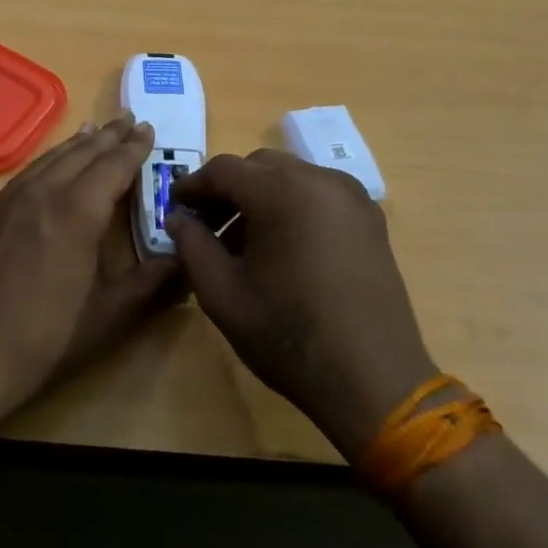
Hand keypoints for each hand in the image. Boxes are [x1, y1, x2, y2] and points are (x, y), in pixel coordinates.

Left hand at [0, 114, 181, 412]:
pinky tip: (54, 160)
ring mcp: (13, 199)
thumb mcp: (110, 314)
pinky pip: (29, 170)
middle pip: (83, 153)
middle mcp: (45, 193)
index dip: (134, 148)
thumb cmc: (47, 337)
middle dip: (109, 135)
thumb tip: (186, 260)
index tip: (148, 129)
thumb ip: (152, 283)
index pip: (113, 166)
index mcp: (78, 212)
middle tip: (129, 118)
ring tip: (97, 128)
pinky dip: (50, 157)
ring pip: (53, 157)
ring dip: (79, 141)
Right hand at [166, 151, 437, 459]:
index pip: (223, 170)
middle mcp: (319, 180)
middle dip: (227, 190)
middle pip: (258, 167)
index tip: (175, 210)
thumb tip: (178, 218)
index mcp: (281, 191)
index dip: (192, 187)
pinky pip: (318, 194)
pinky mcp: (370, 218)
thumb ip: (192, 245)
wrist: (373, 380)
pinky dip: (292, 206)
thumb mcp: (221, 293)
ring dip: (260, 197)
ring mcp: (351, 197)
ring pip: (290, 177)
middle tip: (207, 227)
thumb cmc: (288, 335)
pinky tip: (283, 248)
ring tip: (244, 243)